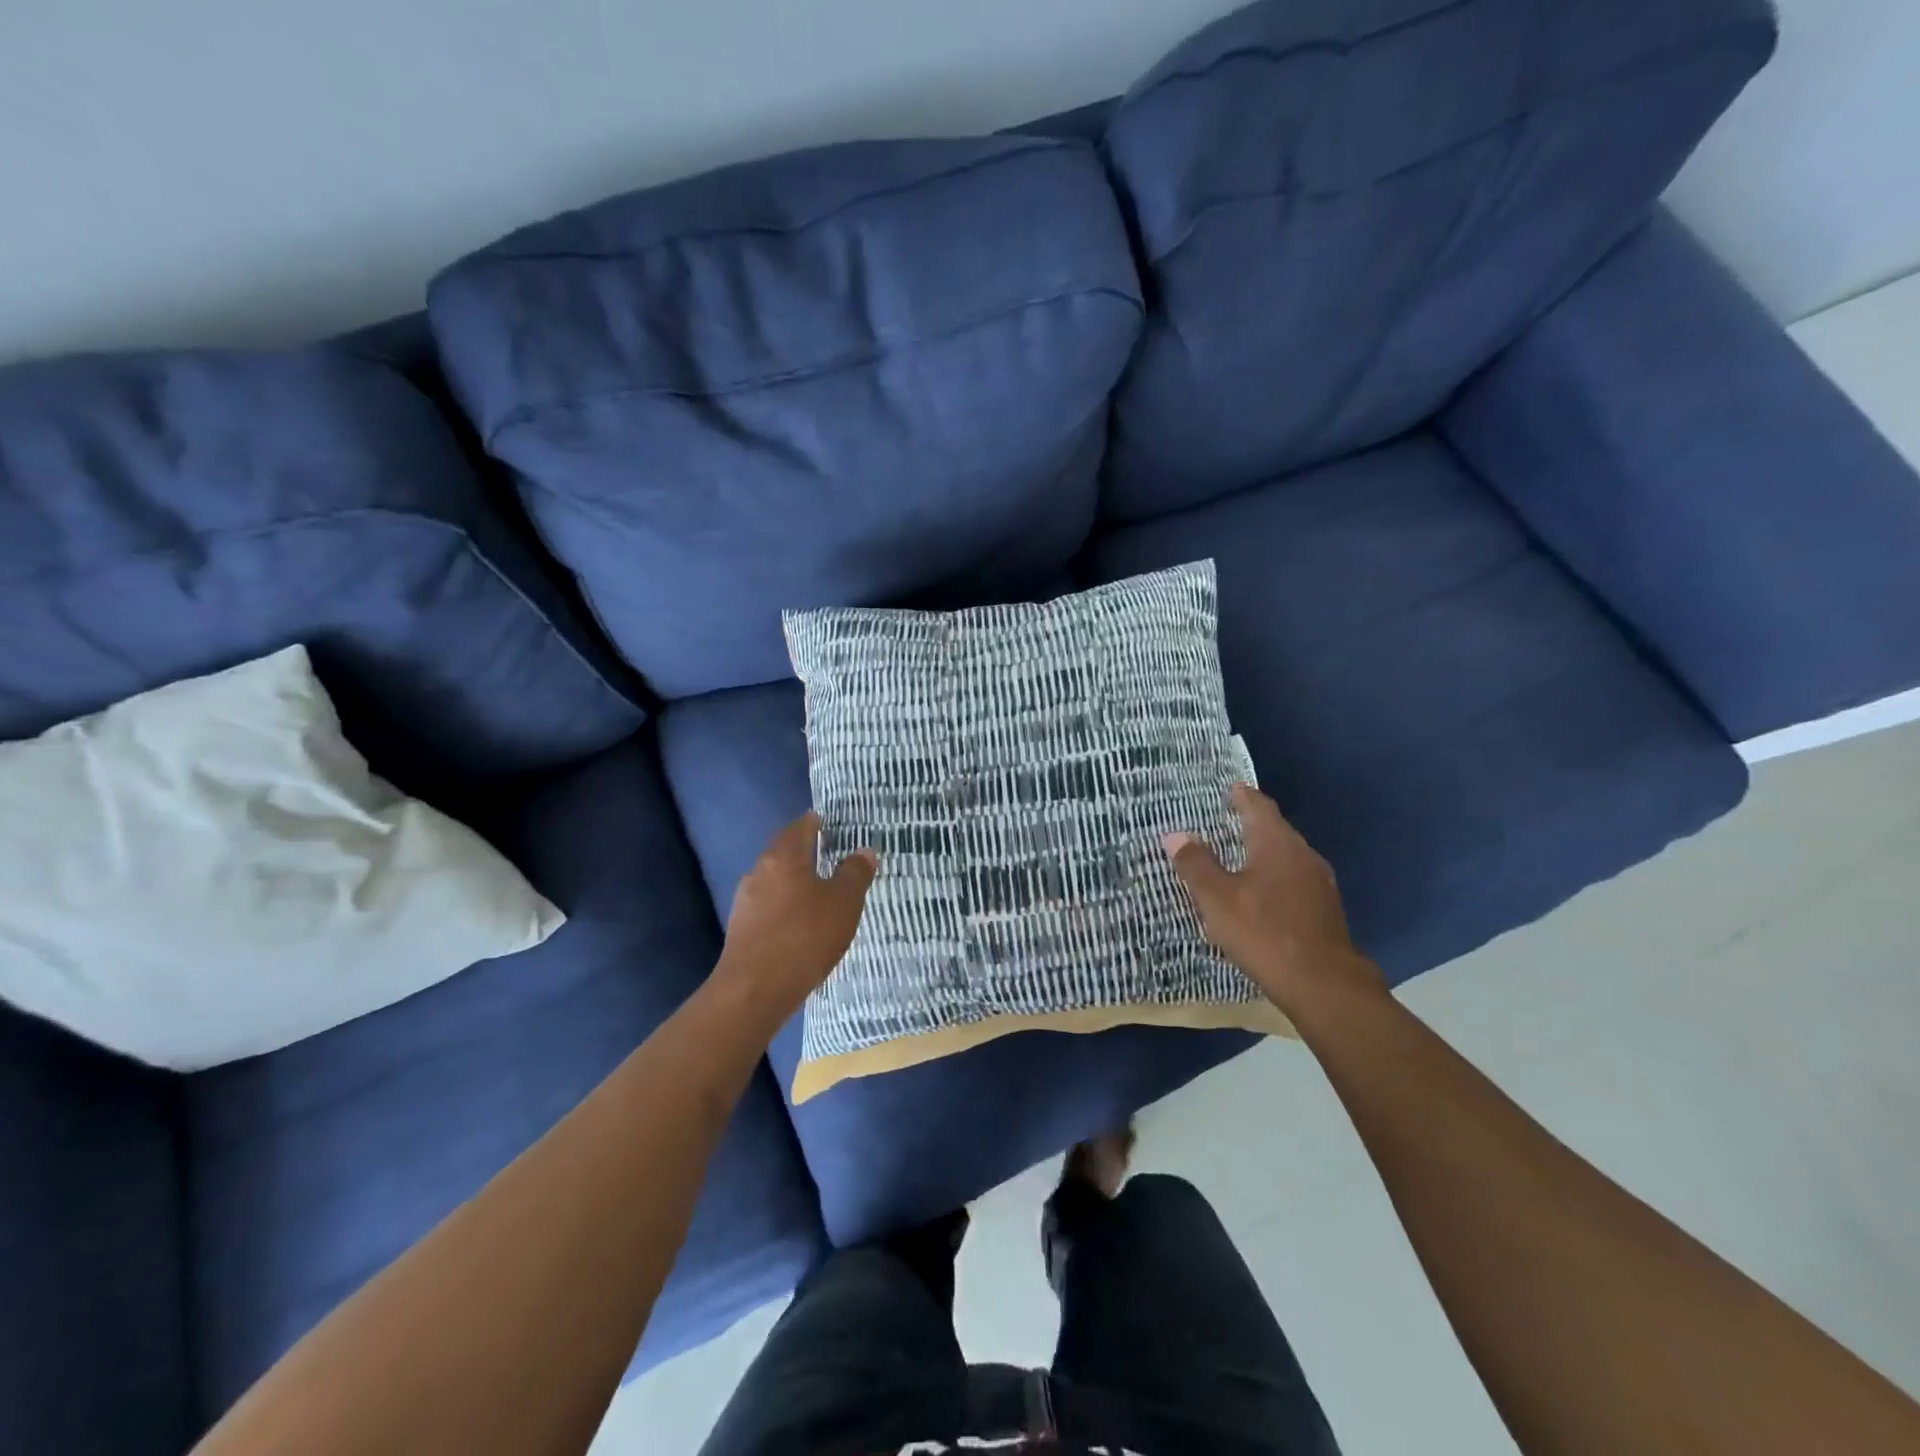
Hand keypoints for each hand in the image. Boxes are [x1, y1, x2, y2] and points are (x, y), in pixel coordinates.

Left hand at [715, 812, 876, 1025]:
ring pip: (774, 880)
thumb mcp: (844, 903)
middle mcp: (759, 871)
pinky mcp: (740, 928)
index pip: (800, 827)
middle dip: (803, 851)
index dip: (815, 822)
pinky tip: (797, 922)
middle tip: (828, 855)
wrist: (754, 990)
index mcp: (784, 856)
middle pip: (783, 851)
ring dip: (793, 881)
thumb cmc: (805, 936)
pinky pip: (767, 906)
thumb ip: (855, 873)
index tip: (829, 823)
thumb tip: (864, 851)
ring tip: (816, 891)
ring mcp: (745, 900)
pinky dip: (784, 905)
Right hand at [1164, 784, 1383, 1017]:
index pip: (1259, 807)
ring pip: (1287, 857)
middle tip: (1227, 821)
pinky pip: (1294, 882)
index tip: (1231, 788)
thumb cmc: (1264, 932)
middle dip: (1252, 824)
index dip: (1243, 796)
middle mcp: (1303, 855)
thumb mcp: (1217, 898)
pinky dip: (1275, 879)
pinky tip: (1262, 897)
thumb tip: (1175, 835)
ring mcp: (1319, 884)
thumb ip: (1196, 865)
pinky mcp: (1325, 911)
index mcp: (1276, 844)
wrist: (1324, 985)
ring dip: (1264, 853)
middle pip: (1276, 830)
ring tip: (1240, 858)